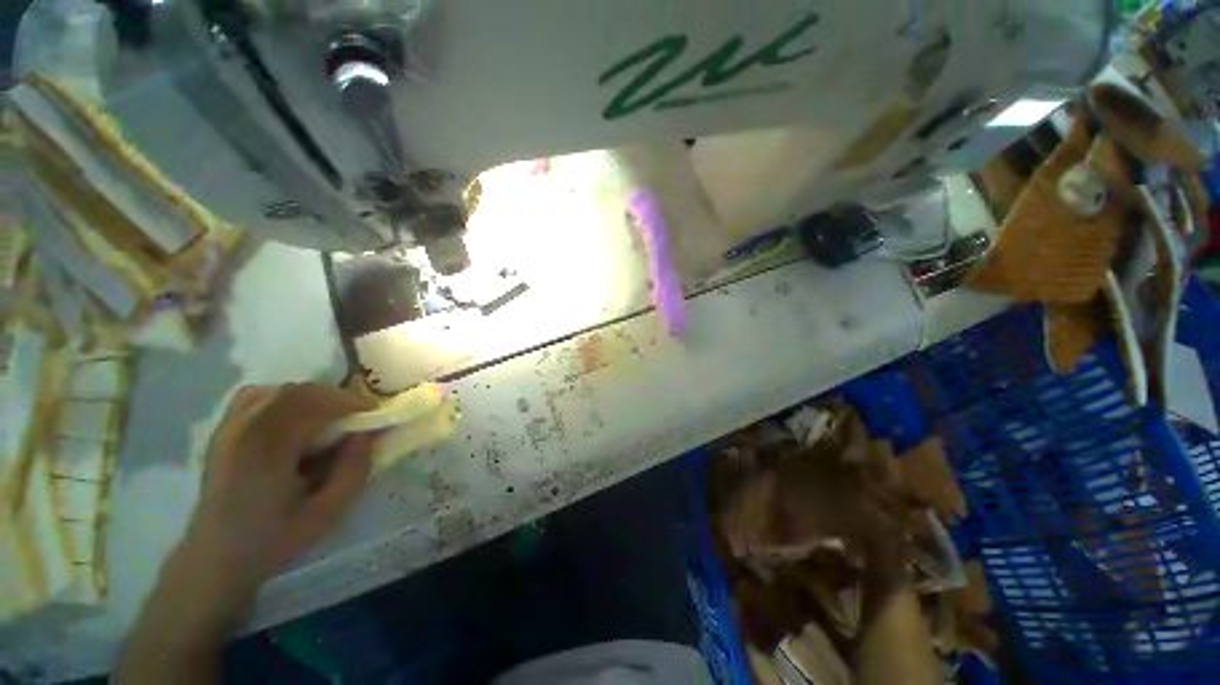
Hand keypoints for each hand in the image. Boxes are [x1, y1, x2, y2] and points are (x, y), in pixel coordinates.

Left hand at [185, 383, 376, 604]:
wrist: (215, 559)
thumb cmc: (274, 539)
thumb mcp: (327, 513)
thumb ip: (353, 471)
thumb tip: (366, 434)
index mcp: (267, 451)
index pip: (313, 405)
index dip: (350, 402)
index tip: (375, 411)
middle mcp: (244, 432)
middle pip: (296, 392)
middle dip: (335, 397)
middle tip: (358, 413)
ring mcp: (229, 430)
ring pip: (277, 391)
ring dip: (311, 397)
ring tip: (329, 415)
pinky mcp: (223, 433)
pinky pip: (256, 397)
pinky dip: (282, 397)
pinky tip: (294, 416)